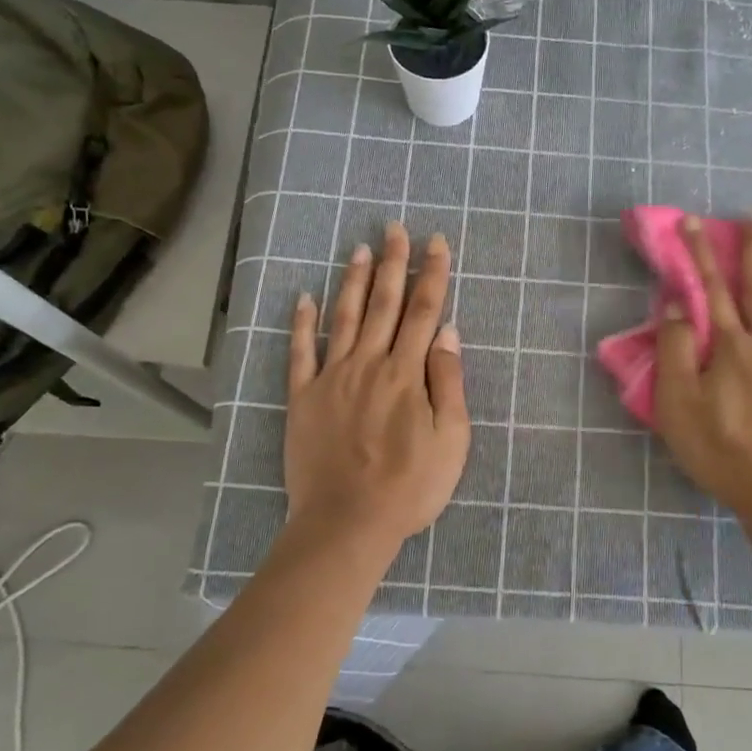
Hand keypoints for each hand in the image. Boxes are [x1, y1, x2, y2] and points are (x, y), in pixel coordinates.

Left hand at [285, 222, 470, 557]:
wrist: (347, 523)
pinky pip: (300, 352)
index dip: (432, 274)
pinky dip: (301, 323)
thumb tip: (447, 330)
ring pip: (345, 318)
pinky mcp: (303, 398)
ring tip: (360, 248)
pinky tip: (302, 297)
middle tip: (394, 227)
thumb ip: (448, 381)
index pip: (424, 311)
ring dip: (354, 281)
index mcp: (407, 373)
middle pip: (385, 304)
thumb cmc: (410, 486)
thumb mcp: (451, 439)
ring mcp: (332, 378)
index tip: (436, 242)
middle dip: (393, 263)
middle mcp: (369, 364)